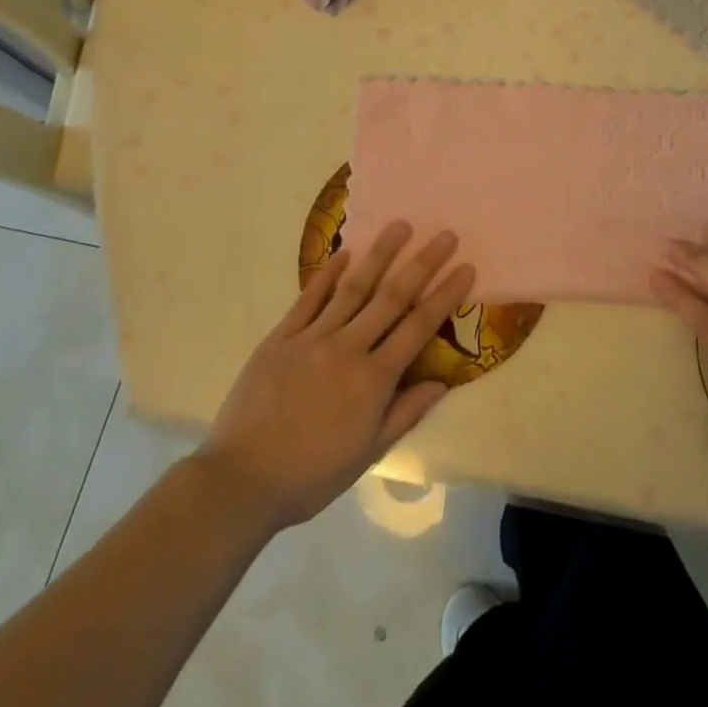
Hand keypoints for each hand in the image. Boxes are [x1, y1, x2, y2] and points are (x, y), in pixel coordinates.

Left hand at [195, 221, 474, 529]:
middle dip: (422, 263)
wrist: (241, 480)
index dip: (445, 295)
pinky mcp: (281, 337)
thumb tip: (441, 382)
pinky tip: (345, 253)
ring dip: (380, 255)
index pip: (419, 327)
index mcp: (374, 379)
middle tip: (444, 234)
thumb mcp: (368, 453)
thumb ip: (405, 413)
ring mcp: (312, 338)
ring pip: (353, 288)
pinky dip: (328, 274)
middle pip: (392, 297)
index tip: (465, 268)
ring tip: (400, 226)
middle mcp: (348, 348)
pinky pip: (309, 299)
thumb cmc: (311, 474)